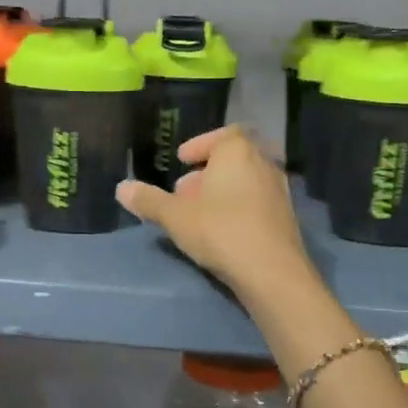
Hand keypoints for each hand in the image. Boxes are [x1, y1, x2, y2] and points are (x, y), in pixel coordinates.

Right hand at [116, 126, 313, 296]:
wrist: (271, 271)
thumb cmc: (220, 231)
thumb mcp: (175, 216)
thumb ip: (148, 200)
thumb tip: (121, 188)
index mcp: (237, 152)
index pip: (222, 135)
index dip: (200, 145)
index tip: (182, 160)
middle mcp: (263, 163)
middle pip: (233, 158)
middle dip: (207, 172)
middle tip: (184, 191)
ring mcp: (279, 190)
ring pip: (246, 181)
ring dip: (223, 191)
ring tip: (199, 213)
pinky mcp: (286, 216)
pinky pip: (257, 202)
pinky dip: (239, 207)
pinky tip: (223, 230)